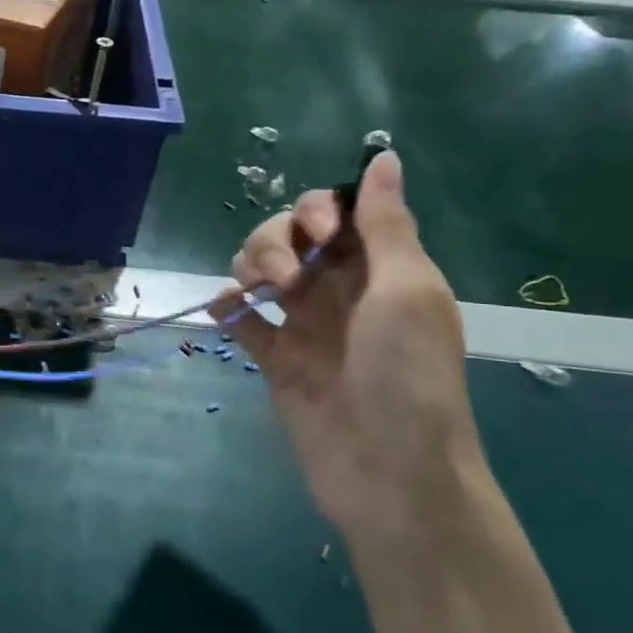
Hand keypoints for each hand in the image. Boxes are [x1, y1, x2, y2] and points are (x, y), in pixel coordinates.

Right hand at [216, 152, 484, 543]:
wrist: (390, 476)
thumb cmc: (408, 378)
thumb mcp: (406, 291)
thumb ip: (387, 224)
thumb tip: (383, 156)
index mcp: (382, 269)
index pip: (339, 213)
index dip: (318, 210)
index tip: (317, 234)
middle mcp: (341, 290)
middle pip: (291, 236)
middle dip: (275, 240)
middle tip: (282, 278)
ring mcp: (306, 326)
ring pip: (261, 271)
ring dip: (248, 267)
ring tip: (253, 294)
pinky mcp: (276, 360)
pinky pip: (242, 321)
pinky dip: (227, 309)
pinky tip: (224, 313)